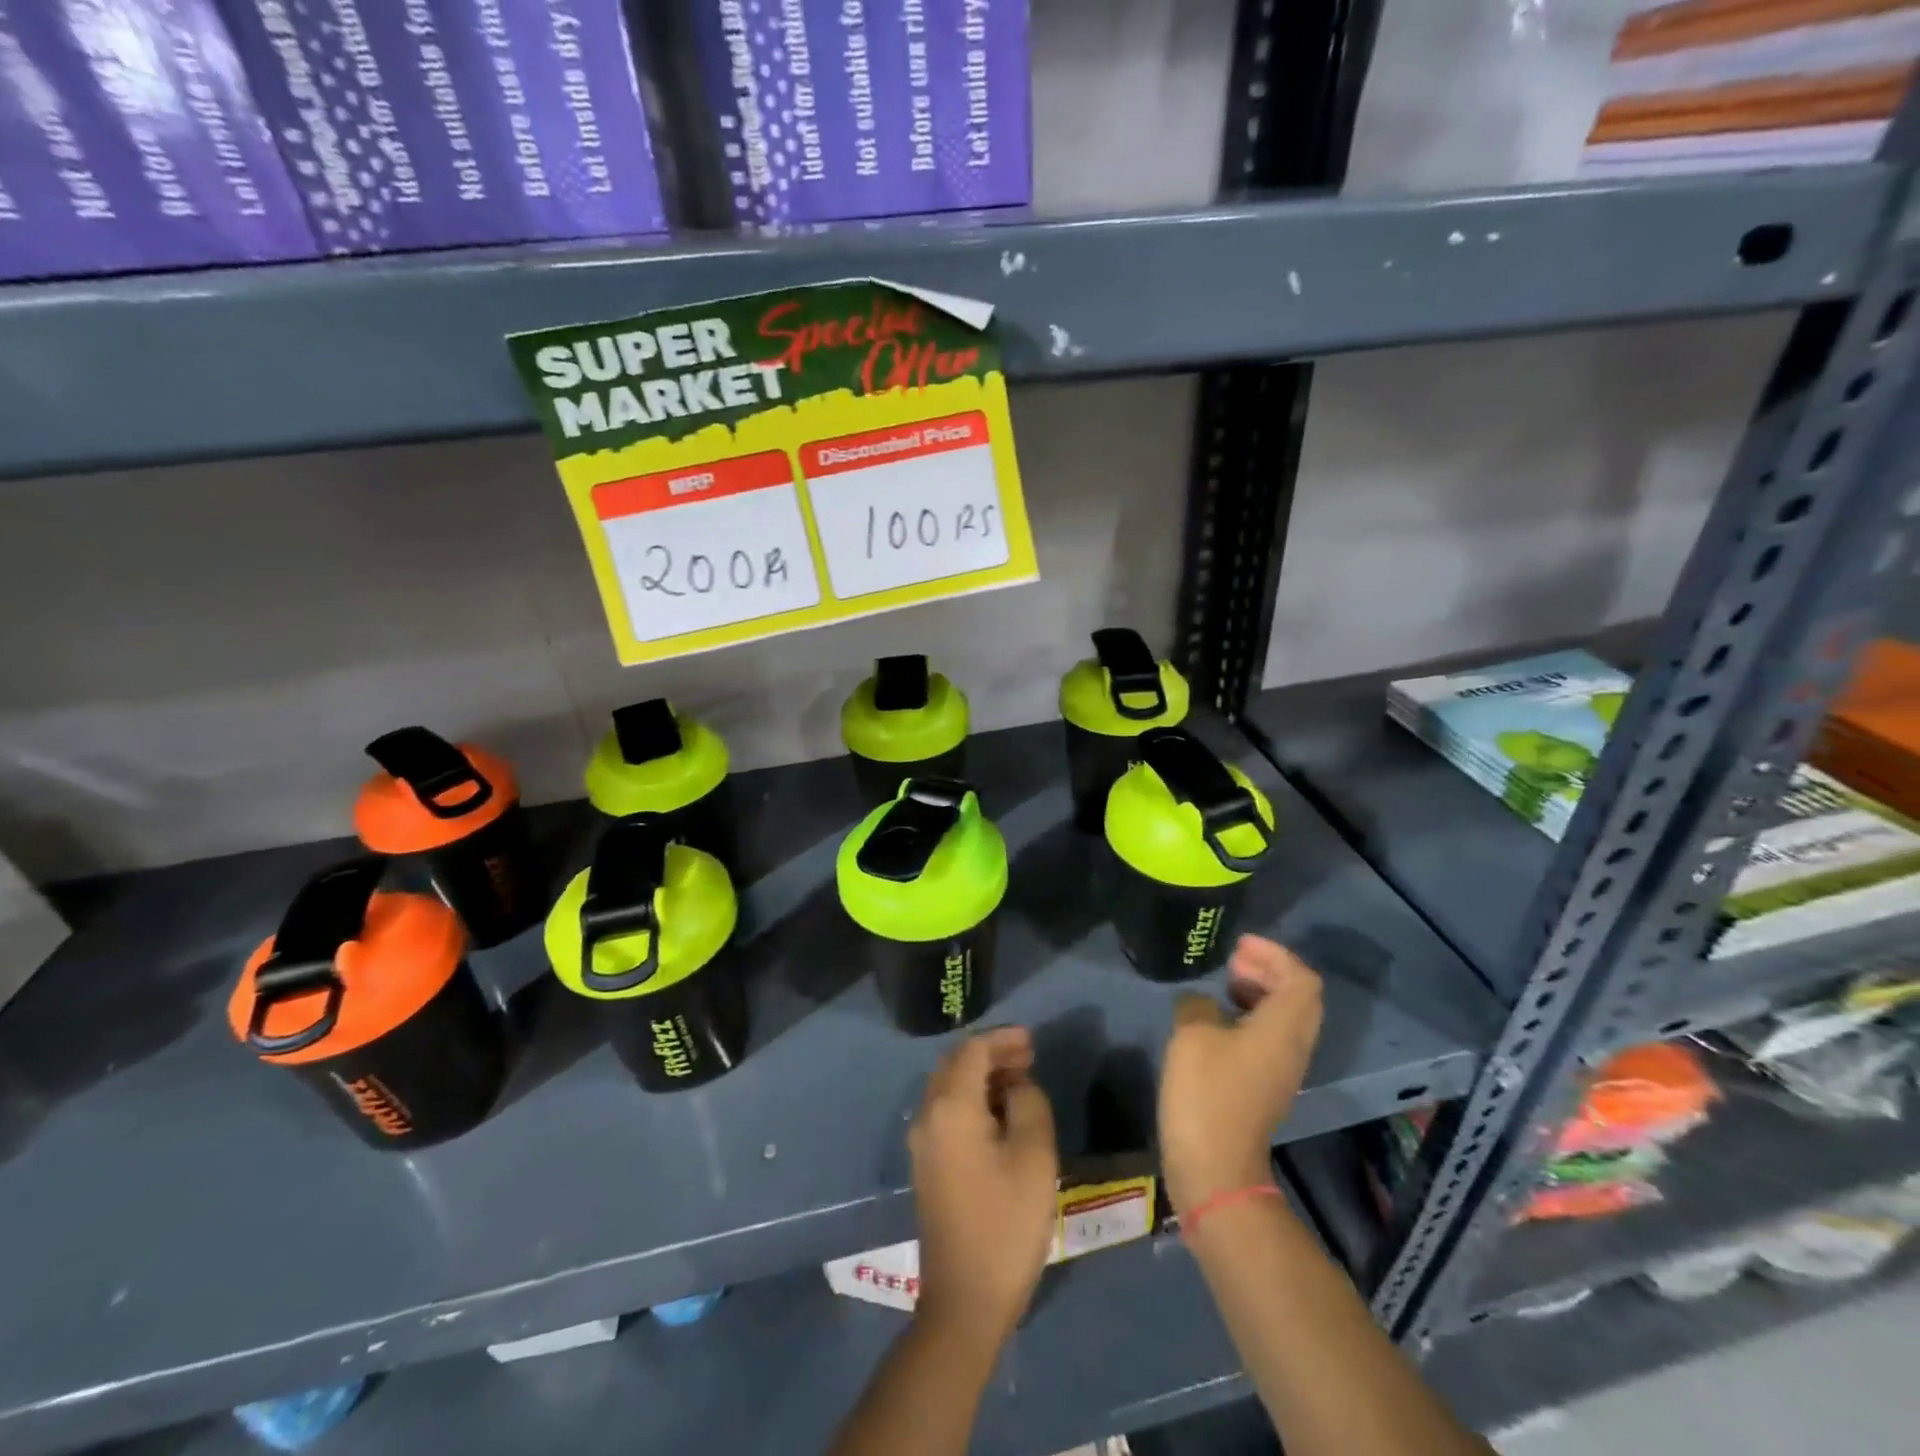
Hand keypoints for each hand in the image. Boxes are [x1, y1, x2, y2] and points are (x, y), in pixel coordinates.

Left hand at [909, 1026, 1058, 1346]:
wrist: (965, 1300)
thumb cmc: (1005, 1223)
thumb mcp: (1034, 1156)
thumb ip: (1029, 1104)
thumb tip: (1016, 1087)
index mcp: (951, 1107)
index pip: (972, 1051)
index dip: (1002, 1039)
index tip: (1032, 1041)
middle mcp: (928, 1115)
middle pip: (955, 1065)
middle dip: (991, 1054)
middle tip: (1028, 1058)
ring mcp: (922, 1142)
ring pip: (949, 1088)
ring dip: (981, 1077)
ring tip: (1019, 1082)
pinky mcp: (926, 1165)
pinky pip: (946, 1112)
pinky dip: (972, 1099)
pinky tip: (999, 1114)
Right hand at [1160, 935, 1323, 1216]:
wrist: (1215, 1165)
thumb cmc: (1206, 1091)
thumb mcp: (1192, 1034)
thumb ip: (1198, 1004)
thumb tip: (1202, 1003)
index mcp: (1284, 1027)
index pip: (1302, 978)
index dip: (1275, 954)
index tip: (1239, 946)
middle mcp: (1294, 1046)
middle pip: (1300, 997)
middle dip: (1271, 970)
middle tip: (1234, 961)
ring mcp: (1283, 1069)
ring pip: (1287, 1018)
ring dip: (1262, 993)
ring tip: (1226, 984)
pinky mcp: (1267, 1086)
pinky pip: (1273, 1037)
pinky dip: (1254, 1017)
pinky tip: (1219, 1019)